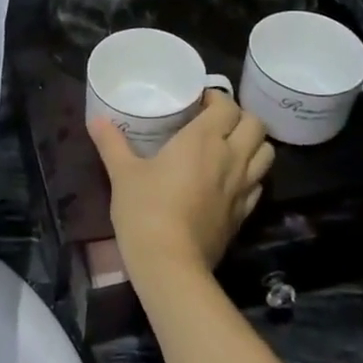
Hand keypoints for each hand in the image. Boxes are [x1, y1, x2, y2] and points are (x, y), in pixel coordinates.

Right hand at [89, 91, 273, 285]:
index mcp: (204, 139)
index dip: (216, 98)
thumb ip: (111, 143)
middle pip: (255, 124)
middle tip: (216, 121)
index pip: (227, 105)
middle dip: (240, 117)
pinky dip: (251, 174)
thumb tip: (95, 120)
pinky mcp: (244, 213)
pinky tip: (230, 180)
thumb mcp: (122, 173)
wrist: (170, 264)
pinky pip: (259, 183)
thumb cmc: (145, 210)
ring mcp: (242, 187)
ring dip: (252, 144)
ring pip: (266, 153)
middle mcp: (230, 157)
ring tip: (230, 147)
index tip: (198, 102)